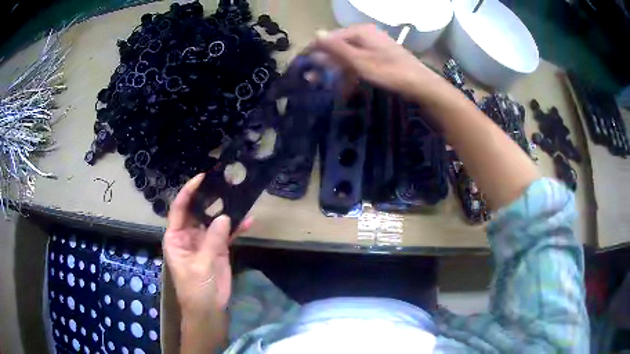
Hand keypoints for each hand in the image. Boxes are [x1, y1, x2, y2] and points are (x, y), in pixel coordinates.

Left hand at [163, 173, 252, 313]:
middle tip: (224, 182)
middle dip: (209, 198)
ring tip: (239, 195)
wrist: (209, 308)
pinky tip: (249, 220)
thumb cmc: (196, 288)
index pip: (180, 209)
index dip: (188, 192)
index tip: (201, 178)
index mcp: (176, 237)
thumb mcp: (201, 265)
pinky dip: (237, 227)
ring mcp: (204, 241)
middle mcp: (189, 235)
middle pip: (198, 211)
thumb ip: (212, 240)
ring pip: (214, 220)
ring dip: (225, 210)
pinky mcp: (218, 248)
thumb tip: (225, 216)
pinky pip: (227, 234)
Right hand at [313, 24, 442, 98]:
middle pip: (337, 47)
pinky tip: (345, 87)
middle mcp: (365, 35)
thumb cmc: (390, 72)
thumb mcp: (360, 61)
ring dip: (336, 72)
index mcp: (359, 32)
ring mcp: (372, 46)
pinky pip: (358, 63)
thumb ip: (336, 48)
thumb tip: (315, 33)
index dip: (314, 51)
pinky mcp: (378, 57)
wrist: (420, 85)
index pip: (329, 38)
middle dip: (325, 64)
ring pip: (347, 57)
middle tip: (312, 80)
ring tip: (326, 86)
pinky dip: (350, 74)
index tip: (302, 66)